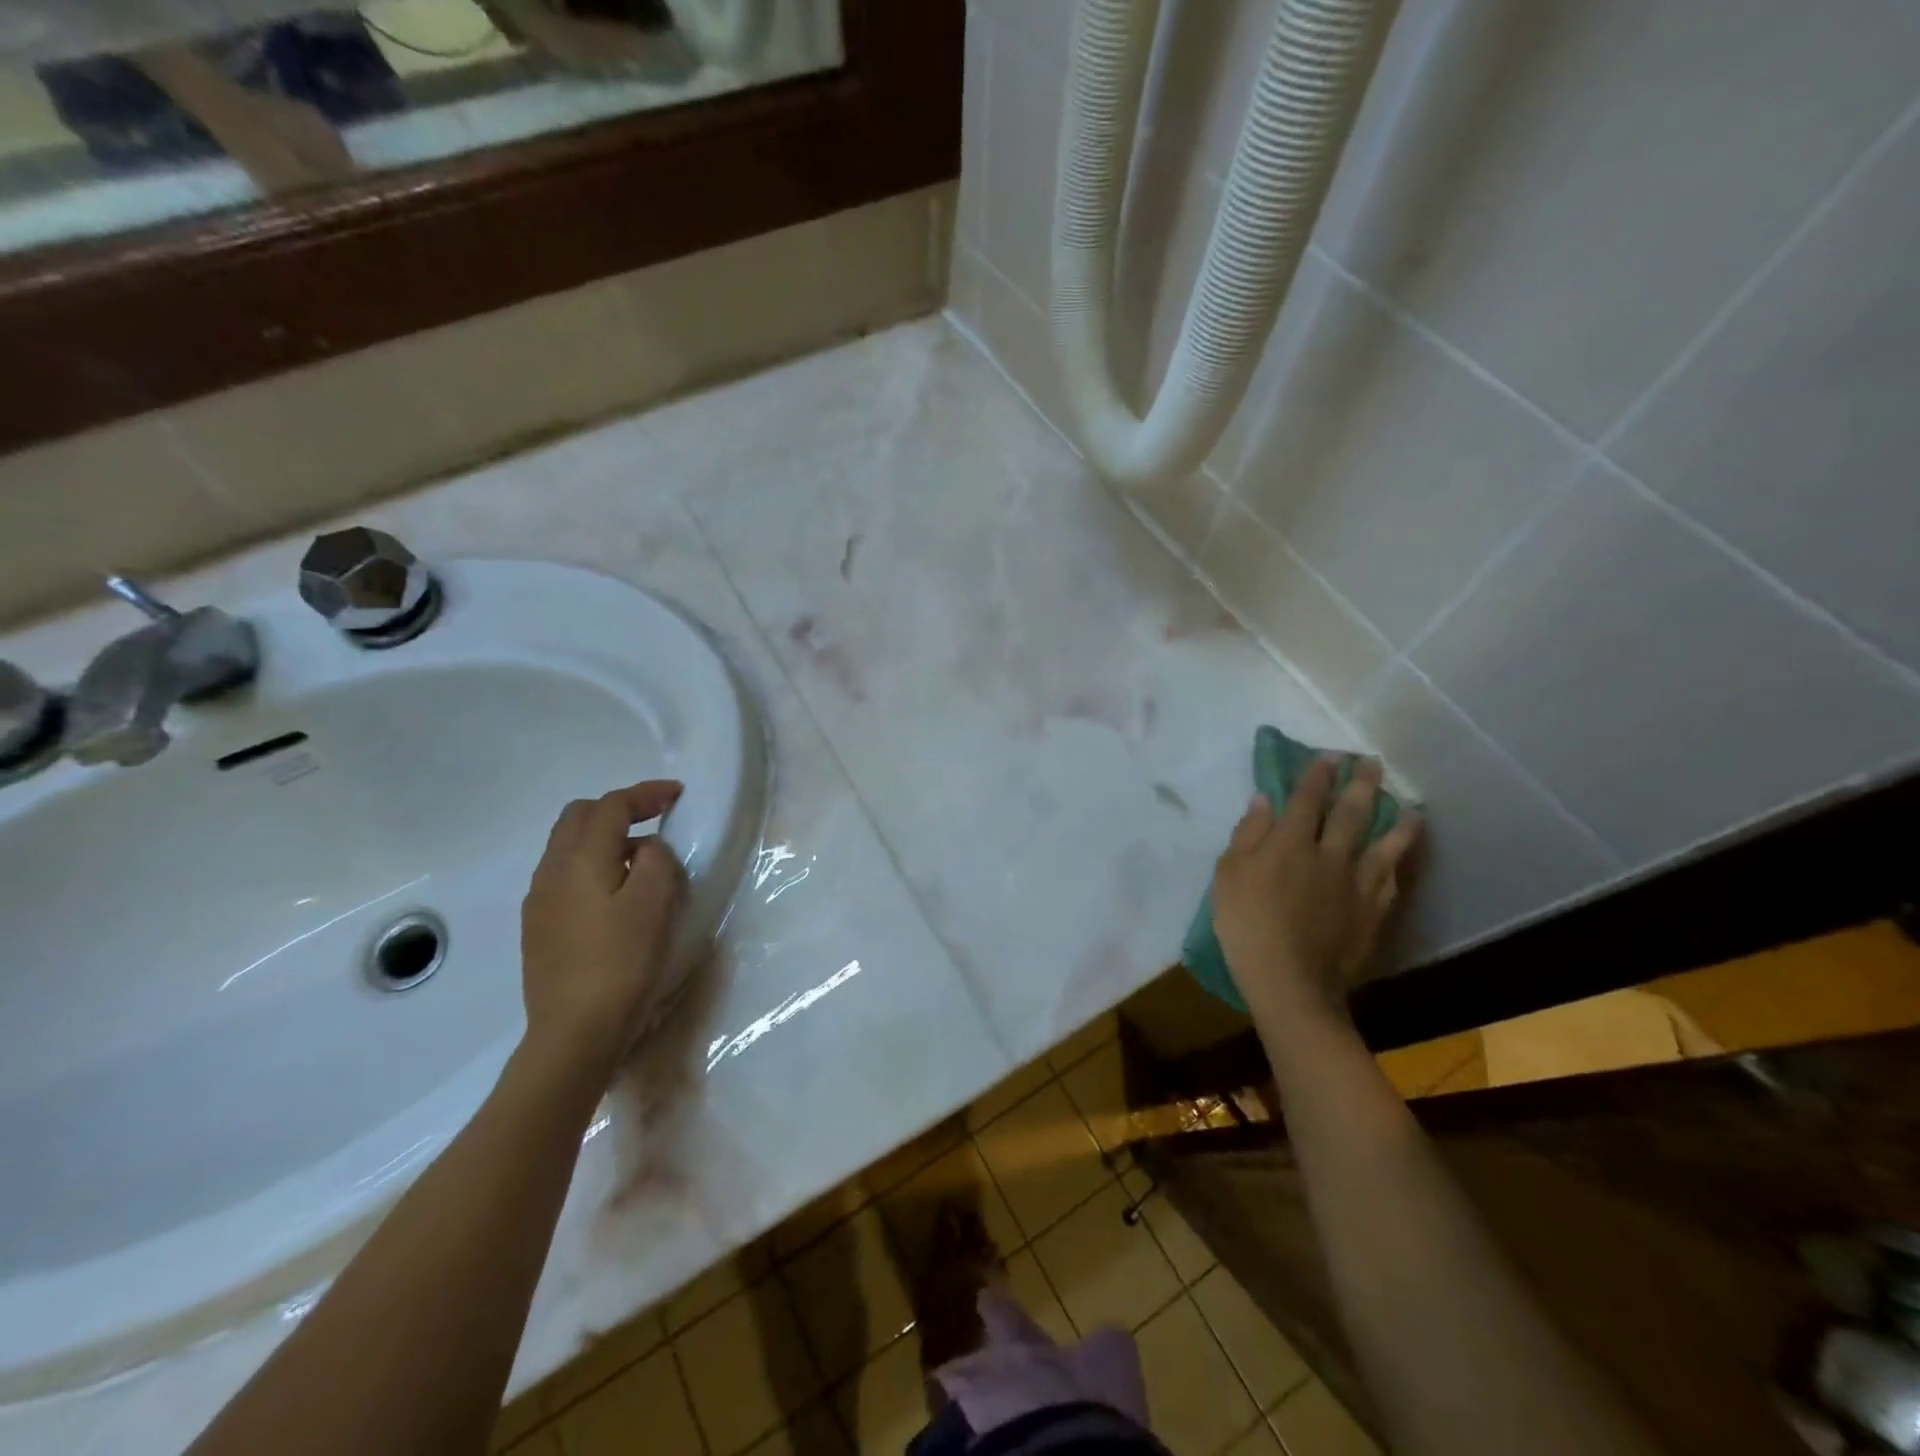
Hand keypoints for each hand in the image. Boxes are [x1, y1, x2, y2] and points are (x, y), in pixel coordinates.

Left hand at [520, 781, 686, 1071]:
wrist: (574, 1031)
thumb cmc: (622, 962)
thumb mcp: (655, 903)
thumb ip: (655, 860)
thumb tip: (646, 849)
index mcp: (580, 859)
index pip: (611, 806)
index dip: (646, 794)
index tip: (677, 794)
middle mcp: (552, 871)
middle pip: (579, 817)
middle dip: (618, 809)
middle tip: (655, 819)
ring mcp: (539, 901)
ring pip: (568, 846)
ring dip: (604, 838)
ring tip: (641, 859)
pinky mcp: (539, 927)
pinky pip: (565, 876)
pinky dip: (592, 865)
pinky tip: (615, 894)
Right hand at [1213, 756, 1419, 1024]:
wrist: (1290, 981)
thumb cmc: (1246, 924)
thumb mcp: (1229, 875)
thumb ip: (1248, 834)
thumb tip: (1265, 799)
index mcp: (1290, 843)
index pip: (1307, 799)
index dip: (1317, 775)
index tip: (1329, 756)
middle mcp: (1329, 855)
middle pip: (1350, 812)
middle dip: (1360, 784)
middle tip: (1372, 763)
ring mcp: (1356, 884)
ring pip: (1383, 844)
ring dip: (1396, 820)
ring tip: (1409, 805)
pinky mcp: (1372, 912)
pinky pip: (1390, 879)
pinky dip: (1397, 862)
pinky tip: (1401, 855)